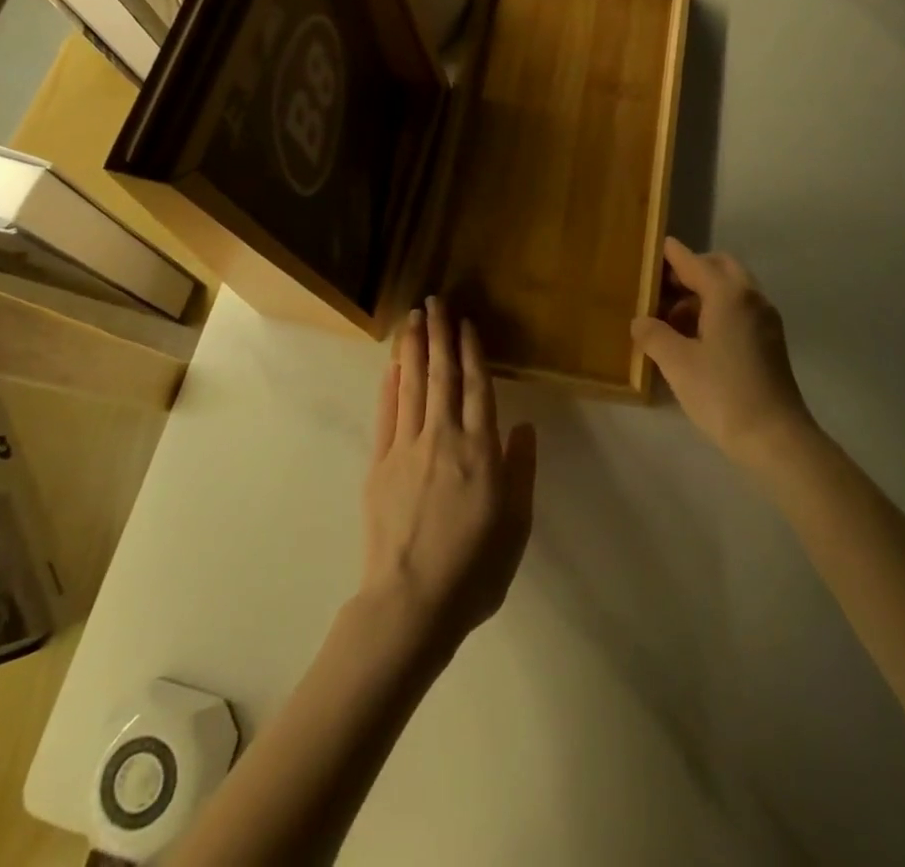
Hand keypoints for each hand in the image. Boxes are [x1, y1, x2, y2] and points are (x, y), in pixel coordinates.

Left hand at [359, 297, 536, 653]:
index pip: (477, 387)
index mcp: (480, 450)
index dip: (472, 351)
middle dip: (439, 335)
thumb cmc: (474, 569)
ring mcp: (406, 448)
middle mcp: (443, 438)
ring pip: (411, 386)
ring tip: (412, 318)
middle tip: (434, 301)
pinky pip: (386, 415)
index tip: (466, 322)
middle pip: (442, 375)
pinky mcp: (379, 464)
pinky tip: (391, 365)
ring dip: (412, 348)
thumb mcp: (516, 524)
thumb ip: (520, 469)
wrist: (411, 604)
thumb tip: (524, 425)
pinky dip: (389, 386)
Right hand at [632, 238, 813, 470]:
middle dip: (689, 272)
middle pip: (718, 267)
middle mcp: (751, 297)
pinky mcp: (770, 340)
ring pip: (731, 289)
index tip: (651, 247)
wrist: (776, 439)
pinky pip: (739, 309)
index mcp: (728, 294)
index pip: (693, 261)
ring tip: (671, 320)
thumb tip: (640, 321)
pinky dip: (716, 310)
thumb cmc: (723, 393)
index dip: (670, 254)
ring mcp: (765, 319)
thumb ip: (653, 334)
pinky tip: (695, 338)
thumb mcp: (677, 363)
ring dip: (702, 294)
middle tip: (660, 289)